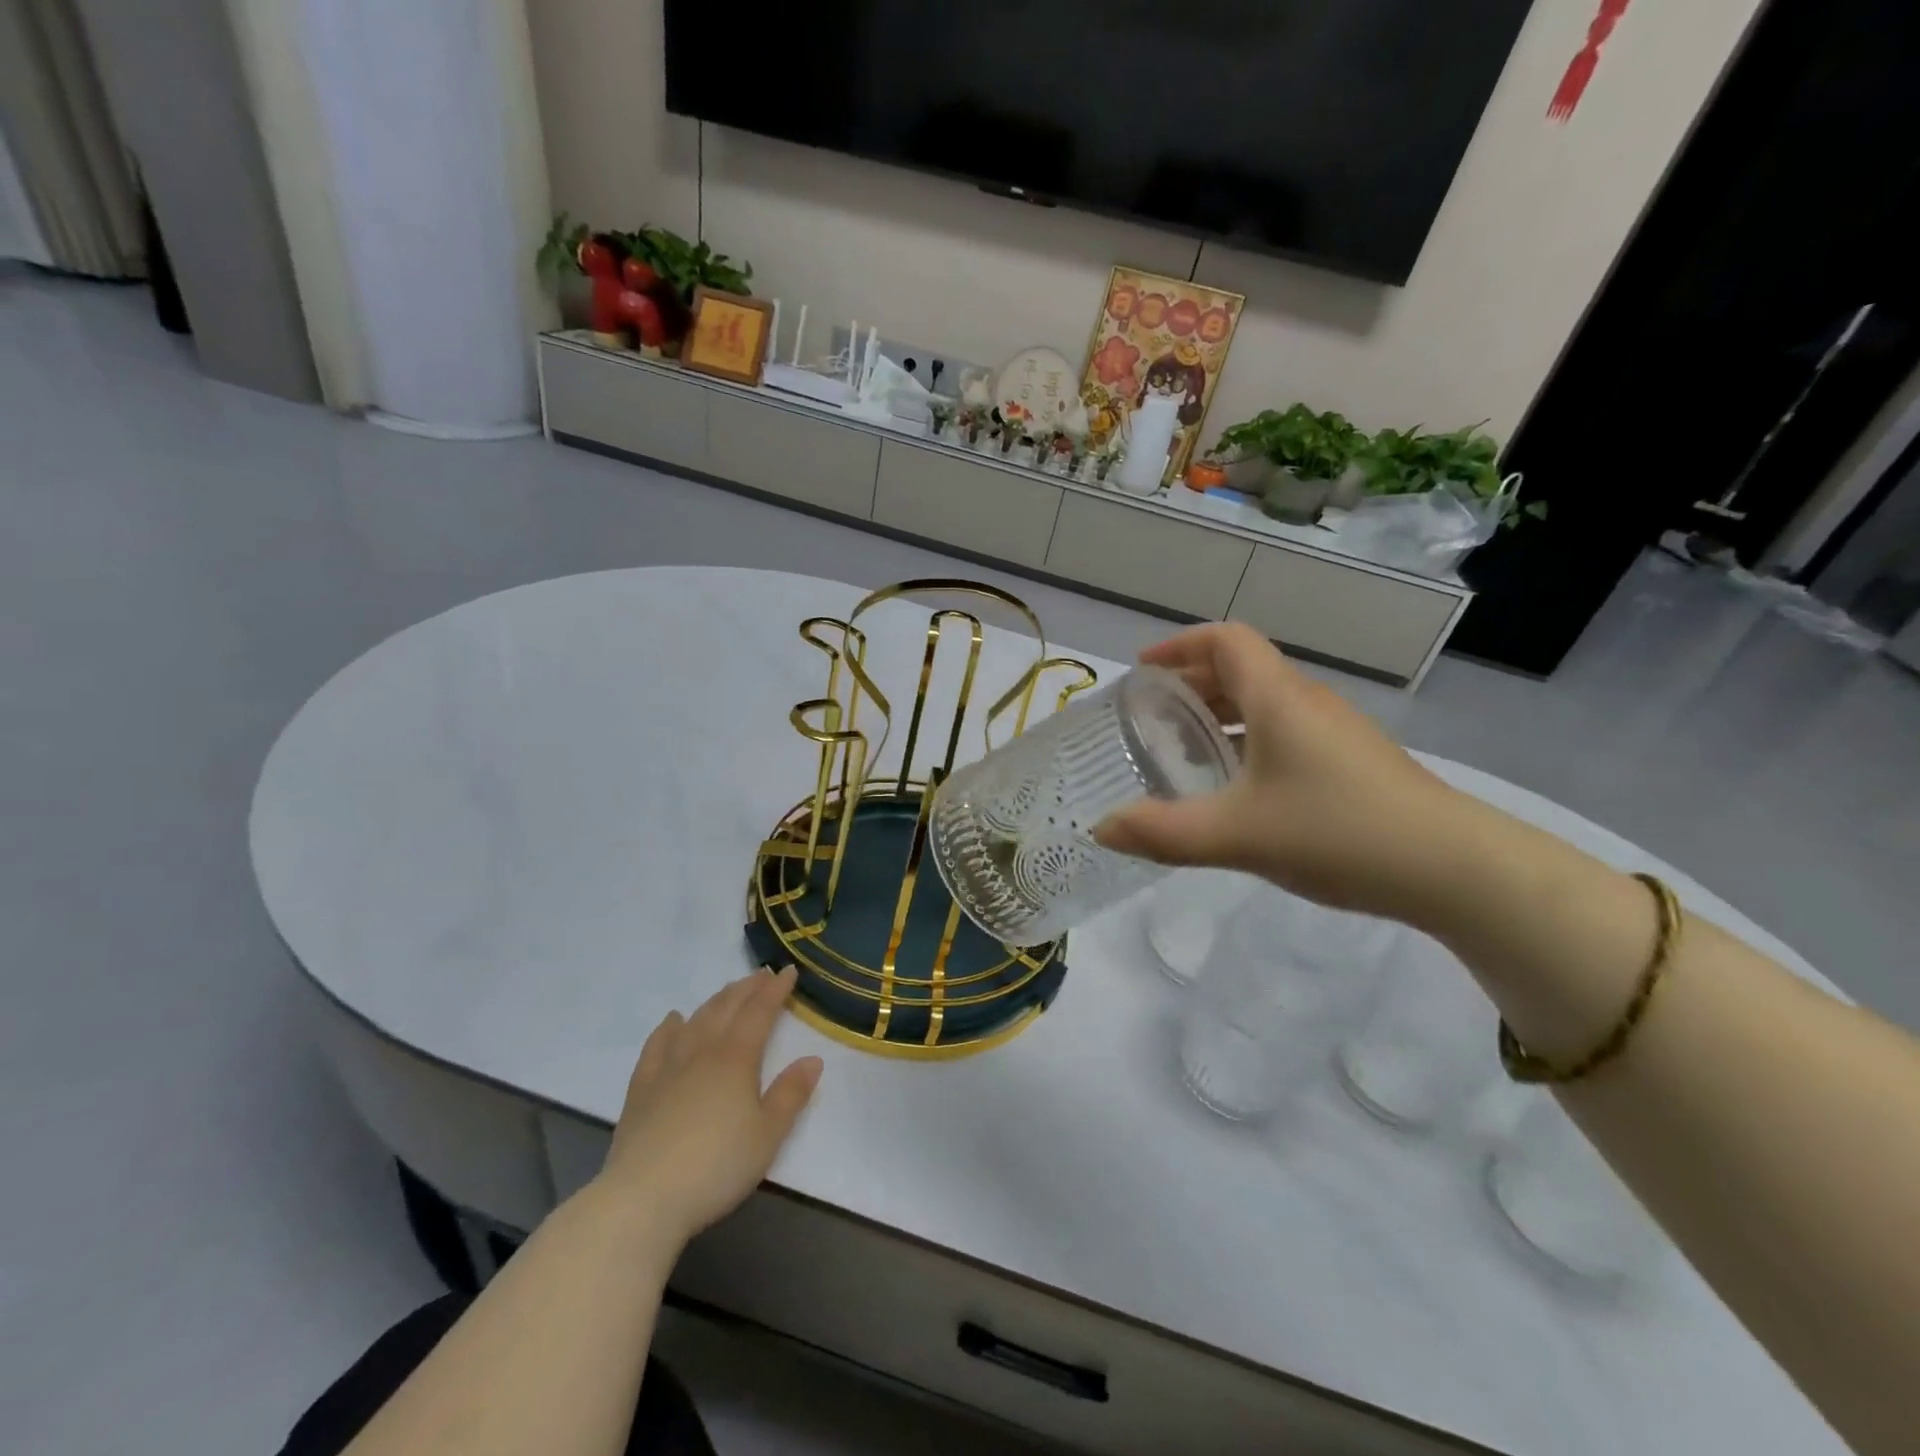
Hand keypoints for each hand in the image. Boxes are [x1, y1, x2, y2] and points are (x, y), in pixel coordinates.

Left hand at [595, 965, 822, 1246]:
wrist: (643, 1198)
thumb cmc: (716, 1166)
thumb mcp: (768, 1135)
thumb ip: (791, 1094)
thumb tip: (813, 1059)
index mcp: (736, 1058)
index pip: (760, 1011)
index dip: (775, 990)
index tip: (788, 971)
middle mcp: (702, 1051)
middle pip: (727, 1007)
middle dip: (747, 988)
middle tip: (763, 975)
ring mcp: (668, 1066)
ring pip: (695, 1019)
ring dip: (716, 1000)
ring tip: (729, 991)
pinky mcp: (641, 1088)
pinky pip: (657, 1044)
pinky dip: (669, 1026)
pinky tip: (674, 1020)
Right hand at [1094, 623, 1462, 920]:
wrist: (1454, 868)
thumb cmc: (1337, 832)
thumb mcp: (1237, 835)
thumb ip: (1163, 833)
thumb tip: (1100, 830)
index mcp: (1278, 698)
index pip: (1226, 640)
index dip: (1180, 645)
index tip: (1143, 669)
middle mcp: (1307, 702)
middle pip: (1242, 669)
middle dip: (1191, 683)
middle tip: (1152, 715)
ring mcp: (1335, 732)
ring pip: (1265, 703)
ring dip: (1220, 714)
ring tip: (1185, 749)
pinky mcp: (1351, 762)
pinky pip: (1286, 731)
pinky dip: (1248, 740)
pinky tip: (1238, 787)